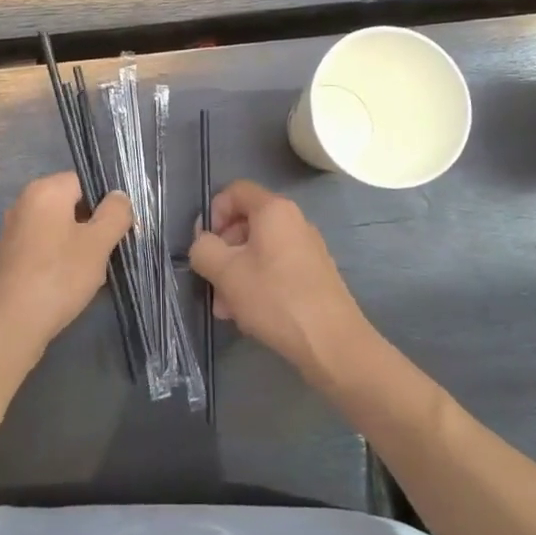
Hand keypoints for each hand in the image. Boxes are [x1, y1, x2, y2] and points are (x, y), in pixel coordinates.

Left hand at [0, 173, 132, 362]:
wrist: (11, 324)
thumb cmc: (59, 276)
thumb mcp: (98, 244)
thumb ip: (115, 214)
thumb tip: (119, 196)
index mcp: (45, 190)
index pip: (85, 181)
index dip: (106, 203)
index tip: (116, 230)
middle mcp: (25, 202)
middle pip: (72, 204)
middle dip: (92, 226)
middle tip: (105, 253)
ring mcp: (15, 229)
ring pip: (60, 227)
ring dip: (78, 245)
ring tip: (88, 272)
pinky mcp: (10, 254)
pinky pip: (44, 245)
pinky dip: (59, 258)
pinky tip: (67, 283)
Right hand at [189, 180, 376, 389]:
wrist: (332, 342)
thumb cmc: (274, 298)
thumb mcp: (225, 272)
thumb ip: (203, 249)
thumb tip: (204, 244)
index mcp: (274, 210)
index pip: (235, 192)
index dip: (213, 212)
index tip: (205, 244)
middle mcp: (294, 221)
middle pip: (246, 224)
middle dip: (223, 252)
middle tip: (212, 283)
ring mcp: (308, 249)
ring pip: (259, 252)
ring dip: (237, 274)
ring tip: (227, 309)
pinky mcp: (315, 275)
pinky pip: (277, 269)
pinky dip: (258, 285)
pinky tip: (250, 315)